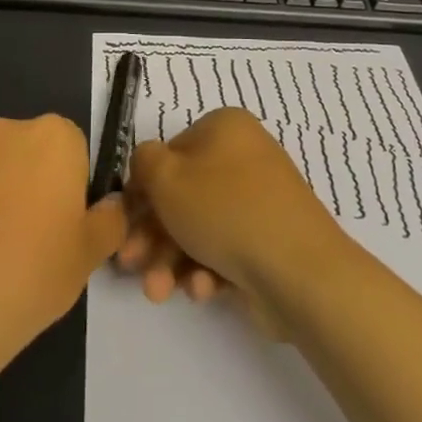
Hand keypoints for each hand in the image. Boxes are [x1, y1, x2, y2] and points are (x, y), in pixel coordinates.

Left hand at [0, 114, 125, 354]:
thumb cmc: (33, 273)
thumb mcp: (90, 254)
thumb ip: (110, 221)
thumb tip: (110, 207)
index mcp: (55, 136)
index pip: (78, 147)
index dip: (77, 185)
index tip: (71, 224)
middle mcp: (9, 130)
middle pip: (36, 152)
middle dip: (40, 184)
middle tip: (41, 239)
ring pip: (0, 169)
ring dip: (5, 195)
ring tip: (2, 253)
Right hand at [119, 108, 348, 314]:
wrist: (300, 271)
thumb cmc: (225, 211)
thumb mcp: (166, 177)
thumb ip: (143, 162)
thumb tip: (147, 166)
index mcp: (224, 129)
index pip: (168, 156)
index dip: (141, 191)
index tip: (121, 223)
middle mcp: (244, 158)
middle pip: (182, 196)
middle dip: (151, 236)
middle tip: (129, 265)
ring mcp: (259, 202)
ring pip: (199, 229)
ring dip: (171, 261)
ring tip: (158, 292)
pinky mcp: (268, 242)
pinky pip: (225, 250)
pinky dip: (206, 270)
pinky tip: (202, 290)